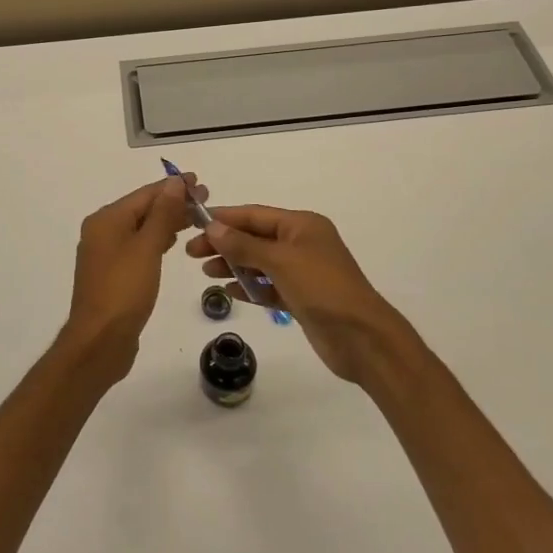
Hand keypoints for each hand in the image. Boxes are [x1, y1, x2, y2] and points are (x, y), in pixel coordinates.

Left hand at [61, 174, 205, 379]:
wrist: (100, 341)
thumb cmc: (124, 290)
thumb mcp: (147, 247)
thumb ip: (163, 213)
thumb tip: (174, 182)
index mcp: (106, 220)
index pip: (145, 194)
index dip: (173, 187)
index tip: (200, 181)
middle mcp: (102, 231)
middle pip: (142, 209)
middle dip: (173, 203)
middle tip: (205, 200)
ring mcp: (106, 254)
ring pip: (141, 228)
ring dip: (167, 221)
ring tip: (196, 218)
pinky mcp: (113, 274)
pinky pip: (139, 246)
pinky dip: (157, 240)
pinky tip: (173, 242)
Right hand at [187, 205, 413, 385]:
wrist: (361, 337)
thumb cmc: (322, 288)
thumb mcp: (280, 261)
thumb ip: (244, 245)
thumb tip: (212, 227)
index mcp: (302, 225)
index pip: (255, 215)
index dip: (224, 218)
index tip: (193, 224)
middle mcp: (302, 243)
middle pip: (255, 237)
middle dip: (224, 243)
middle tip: (191, 254)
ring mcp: (302, 271)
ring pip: (259, 262)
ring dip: (234, 265)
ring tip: (206, 273)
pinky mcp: (301, 297)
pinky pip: (268, 286)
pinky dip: (249, 287)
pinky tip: (228, 291)